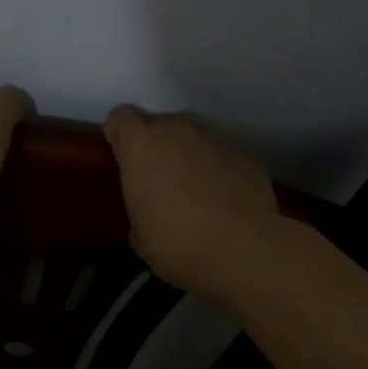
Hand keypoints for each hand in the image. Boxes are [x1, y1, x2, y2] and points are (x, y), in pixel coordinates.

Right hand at [103, 105, 281, 294]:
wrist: (245, 250)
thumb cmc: (177, 241)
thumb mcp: (139, 232)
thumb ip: (139, 203)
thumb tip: (150, 205)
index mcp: (142, 143)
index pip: (120, 118)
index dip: (119, 136)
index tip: (123, 160)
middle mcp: (178, 128)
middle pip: (160, 124)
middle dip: (158, 146)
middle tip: (160, 182)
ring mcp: (216, 137)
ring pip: (195, 136)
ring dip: (190, 155)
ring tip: (196, 192)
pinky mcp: (247, 154)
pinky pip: (223, 154)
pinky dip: (220, 169)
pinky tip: (225, 201)